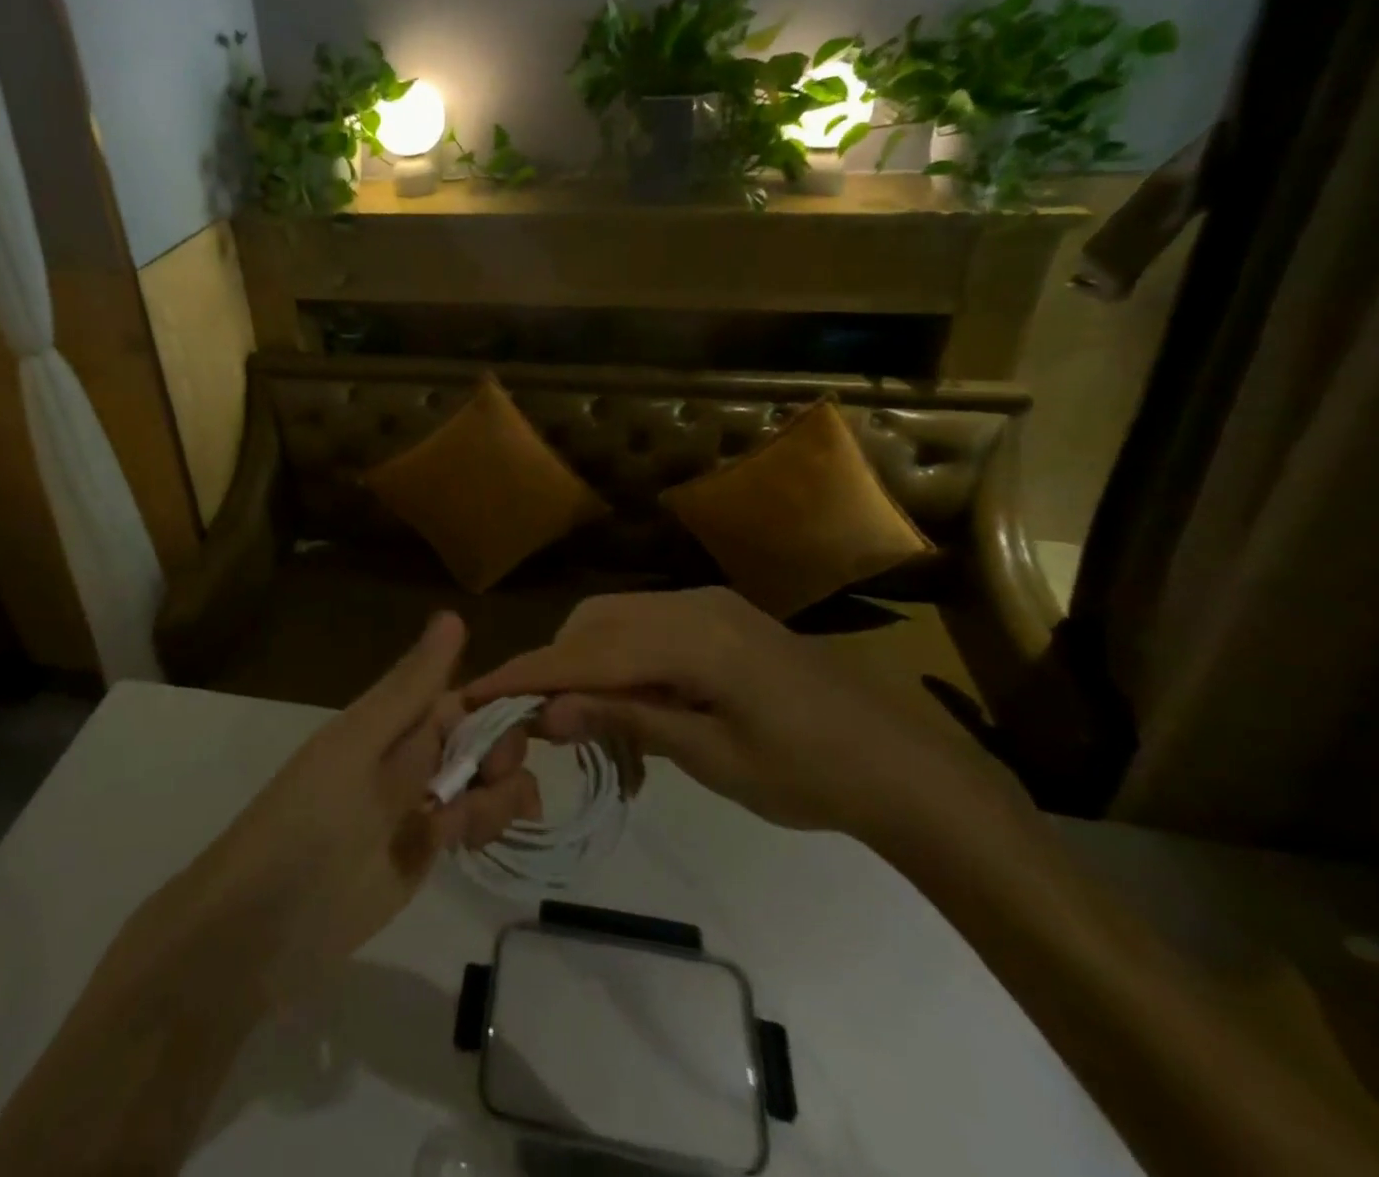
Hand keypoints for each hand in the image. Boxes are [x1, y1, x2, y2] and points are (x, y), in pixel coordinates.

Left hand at [175, 612, 537, 996]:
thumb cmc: (309, 816)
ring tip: (470, 824)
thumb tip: (453, 613)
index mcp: (395, 721)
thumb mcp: (359, 743)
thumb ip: (410, 687)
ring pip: (487, 782)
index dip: (497, 705)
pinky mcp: (426, 852)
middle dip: (502, 752)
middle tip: (490, 779)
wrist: (262, 925)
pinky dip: (487, 825)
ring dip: (500, 794)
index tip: (528, 720)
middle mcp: (414, 755)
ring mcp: (422, 805)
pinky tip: (471, 841)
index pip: (463, 697)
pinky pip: (474, 825)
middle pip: (484, 739)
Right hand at [464, 587, 1011, 839]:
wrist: (902, 764)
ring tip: (591, 725)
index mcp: (692, 638)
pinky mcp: (720, 617)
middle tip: (541, 724)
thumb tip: (549, 712)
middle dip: (556, 666)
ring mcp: (708, 605)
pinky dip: (622, 659)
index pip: (586, 652)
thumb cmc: (809, 774)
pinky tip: (634, 705)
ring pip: (616, 620)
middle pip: (594, 623)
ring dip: (589, 663)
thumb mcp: (712, 757)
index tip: (476, 692)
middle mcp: (692, 605)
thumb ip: (628, 720)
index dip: (528, 673)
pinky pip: (648, 627)